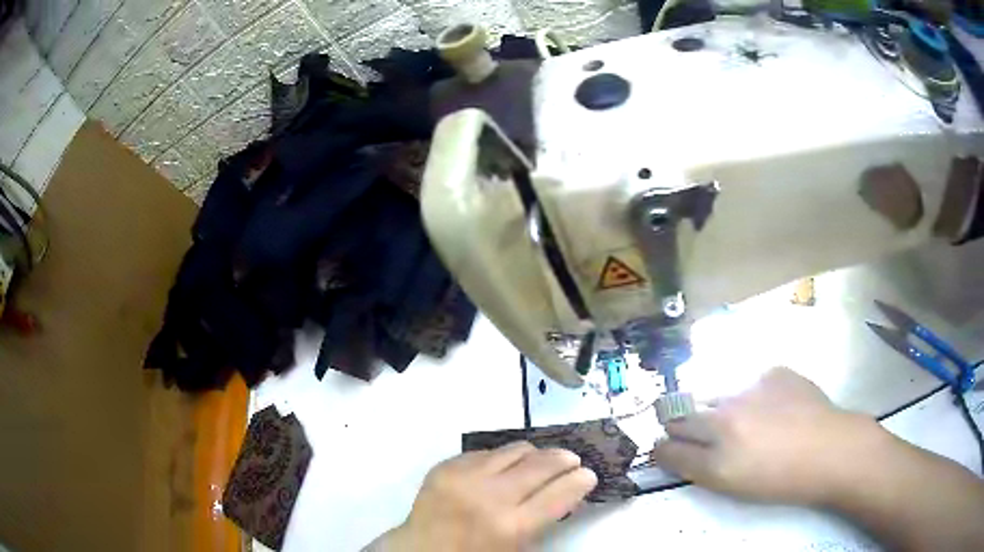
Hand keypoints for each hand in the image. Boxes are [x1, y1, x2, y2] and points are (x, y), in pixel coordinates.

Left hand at [371, 441, 596, 551]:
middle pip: (541, 464)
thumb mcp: (518, 547)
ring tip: (541, 461)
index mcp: (512, 526)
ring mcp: (464, 477)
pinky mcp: (445, 466)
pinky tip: (504, 467)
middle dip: (564, 459)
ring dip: (535, 454)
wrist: (420, 551)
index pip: (559, 493)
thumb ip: (545, 519)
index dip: (580, 480)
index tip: (588, 475)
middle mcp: (490, 496)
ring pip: (515, 450)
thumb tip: (569, 490)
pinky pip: (486, 452)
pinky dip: (502, 458)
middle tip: (573, 460)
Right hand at [651, 367, 880, 505]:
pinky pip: (748, 381)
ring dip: (715, 406)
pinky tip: (772, 407)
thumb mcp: (733, 486)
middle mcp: (726, 418)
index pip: (668, 447)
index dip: (663, 448)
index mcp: (716, 457)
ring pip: (713, 393)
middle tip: (695, 431)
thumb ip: (699, 466)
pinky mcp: (773, 372)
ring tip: (741, 419)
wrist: (831, 450)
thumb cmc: (781, 480)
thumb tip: (675, 449)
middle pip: (680, 414)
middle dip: (679, 423)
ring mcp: (751, 389)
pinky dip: (751, 394)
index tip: (667, 448)